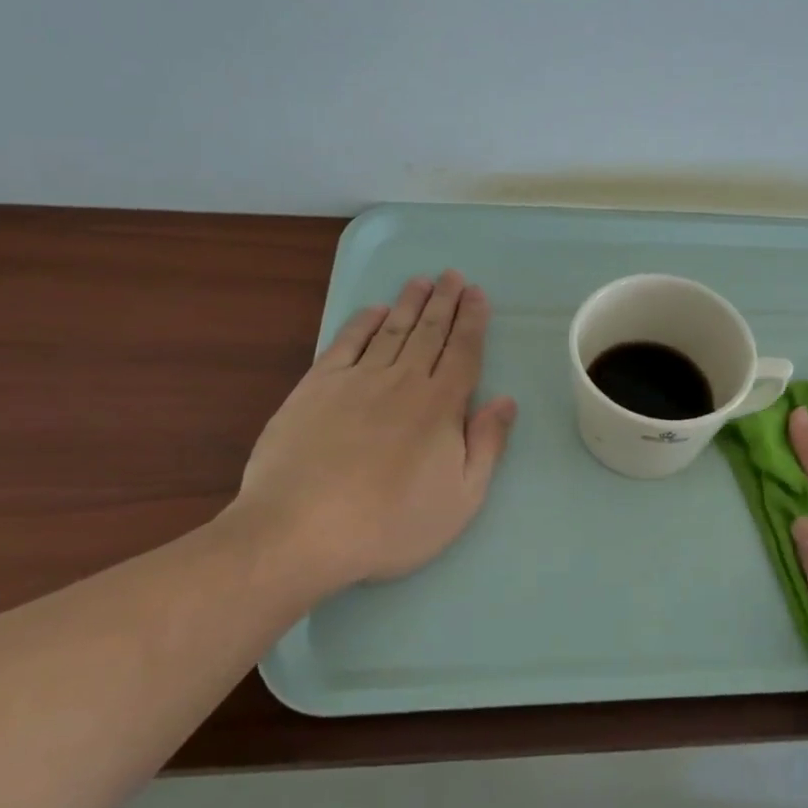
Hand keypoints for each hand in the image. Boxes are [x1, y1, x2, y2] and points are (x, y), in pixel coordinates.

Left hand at [232, 271, 517, 593]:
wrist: (301, 530)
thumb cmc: (390, 523)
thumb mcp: (461, 499)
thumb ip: (486, 445)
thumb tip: (506, 400)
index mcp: (441, 406)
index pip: (463, 351)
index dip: (472, 321)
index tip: (477, 295)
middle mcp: (404, 381)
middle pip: (430, 331)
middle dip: (445, 301)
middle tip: (453, 276)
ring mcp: (357, 379)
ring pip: (392, 330)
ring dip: (409, 303)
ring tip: (422, 281)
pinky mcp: (317, 386)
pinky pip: (346, 343)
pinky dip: (362, 323)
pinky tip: (373, 310)